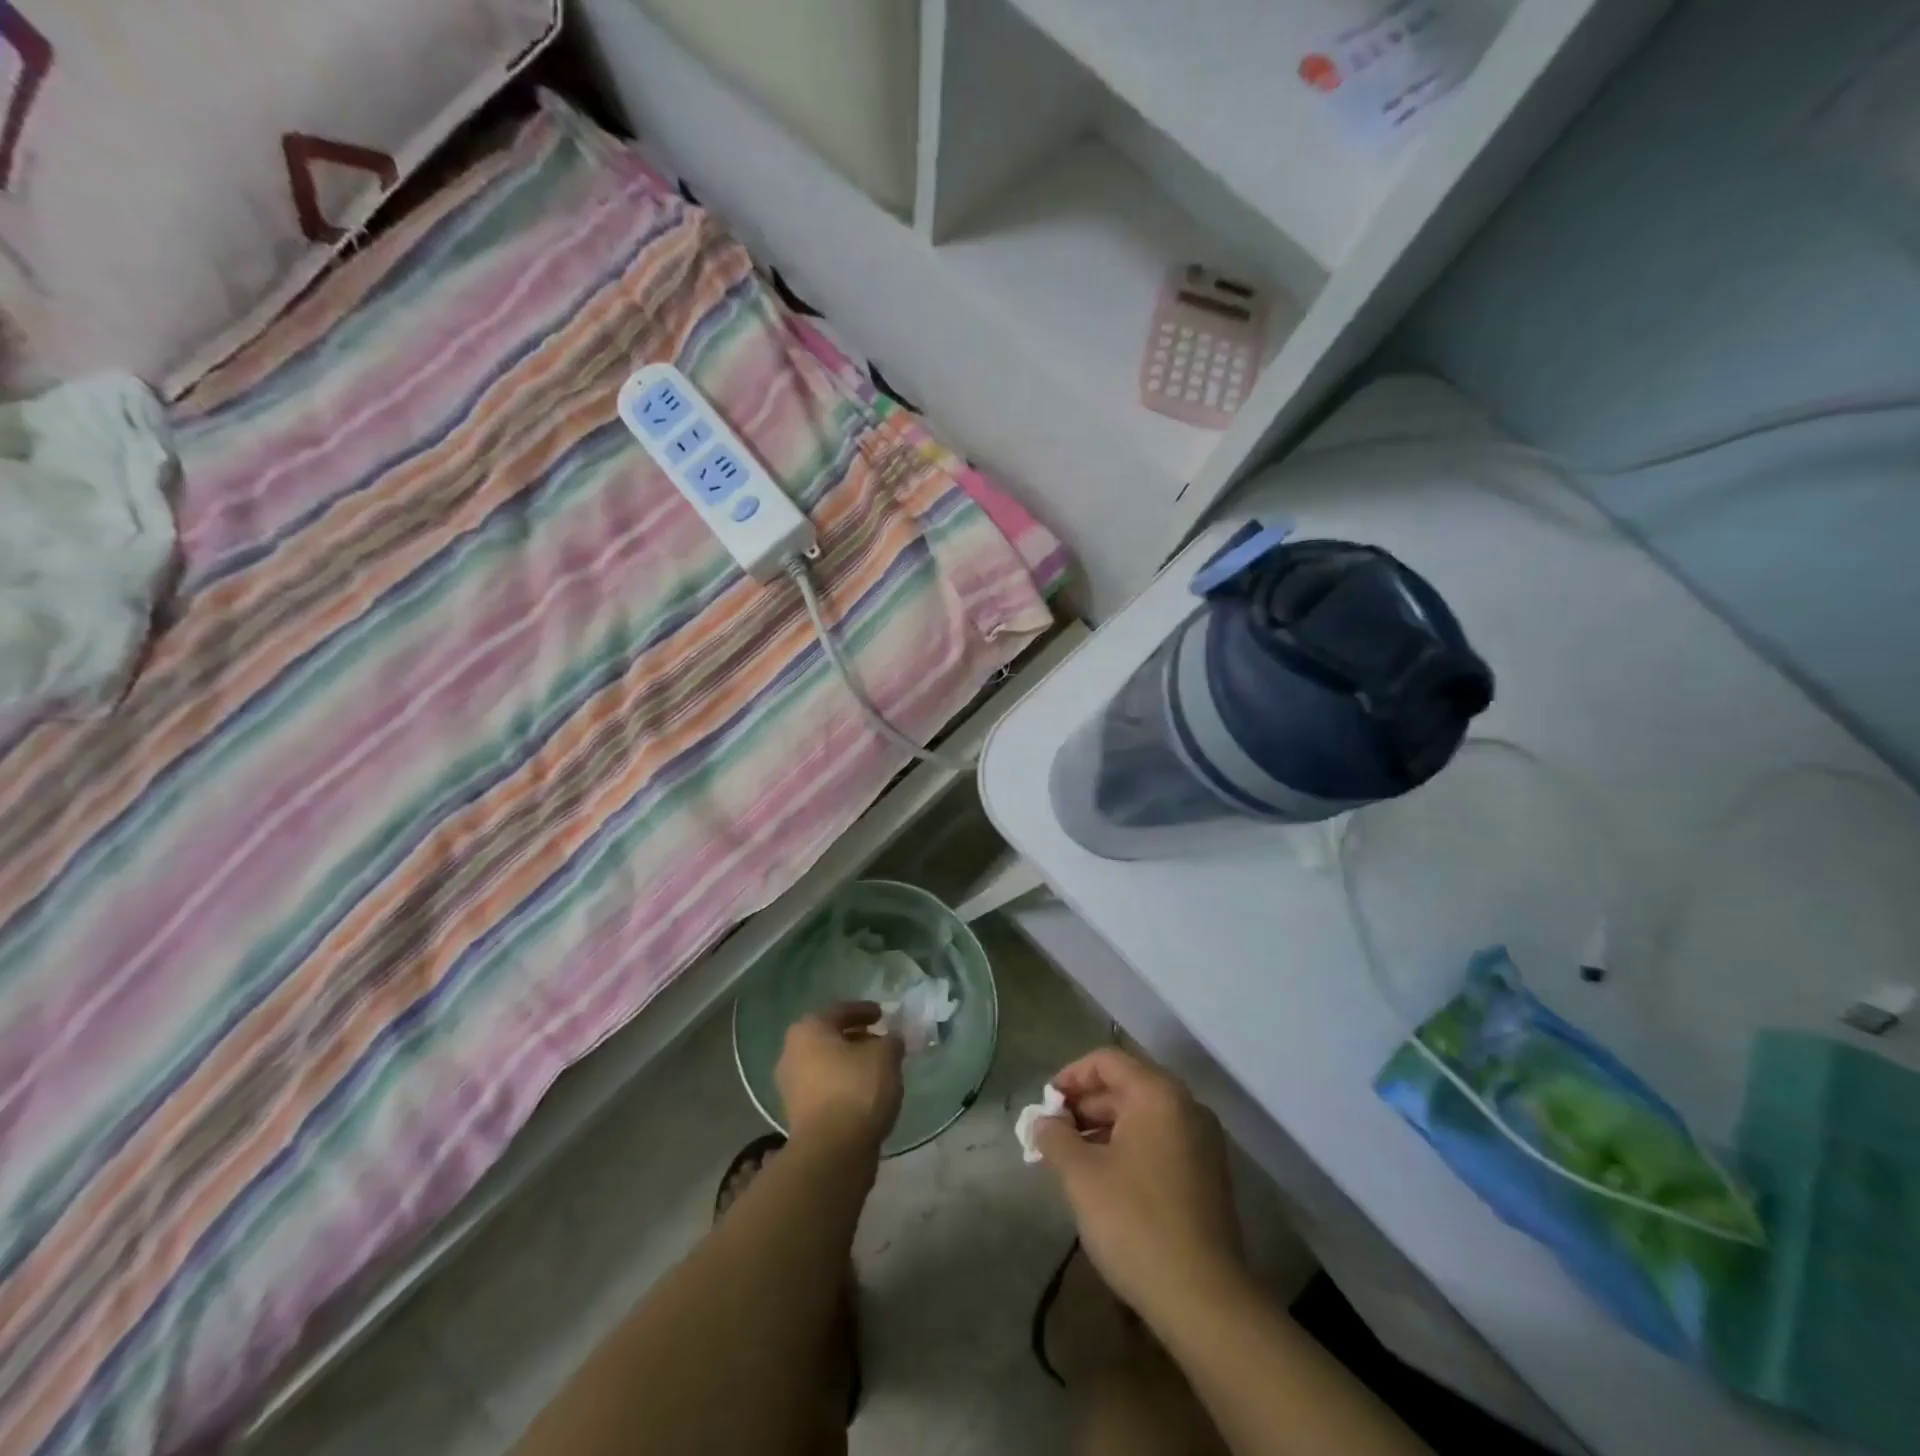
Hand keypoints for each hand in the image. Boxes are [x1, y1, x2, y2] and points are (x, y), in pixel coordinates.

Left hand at [776, 1003, 904, 1154]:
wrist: (832, 1152)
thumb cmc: (857, 1089)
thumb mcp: (886, 1055)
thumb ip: (891, 1040)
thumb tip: (891, 1039)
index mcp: (808, 1030)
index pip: (840, 1011)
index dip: (865, 1010)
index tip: (883, 1015)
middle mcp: (792, 1053)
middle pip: (830, 1038)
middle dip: (857, 1038)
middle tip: (882, 1041)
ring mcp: (791, 1086)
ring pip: (827, 1065)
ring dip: (851, 1064)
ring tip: (879, 1069)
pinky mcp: (797, 1115)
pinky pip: (826, 1089)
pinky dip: (844, 1086)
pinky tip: (866, 1093)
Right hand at [1033, 1048, 1243, 1324]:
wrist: (1204, 1300)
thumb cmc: (1136, 1223)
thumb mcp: (1081, 1176)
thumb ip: (1055, 1138)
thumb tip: (1043, 1122)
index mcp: (1158, 1094)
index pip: (1106, 1061)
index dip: (1070, 1077)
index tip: (1044, 1106)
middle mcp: (1186, 1106)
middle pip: (1126, 1086)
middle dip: (1084, 1106)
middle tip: (1052, 1135)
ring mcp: (1202, 1142)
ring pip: (1142, 1116)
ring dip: (1103, 1129)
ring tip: (1070, 1159)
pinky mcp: (1208, 1175)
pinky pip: (1160, 1141)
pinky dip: (1128, 1148)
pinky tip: (1104, 1179)